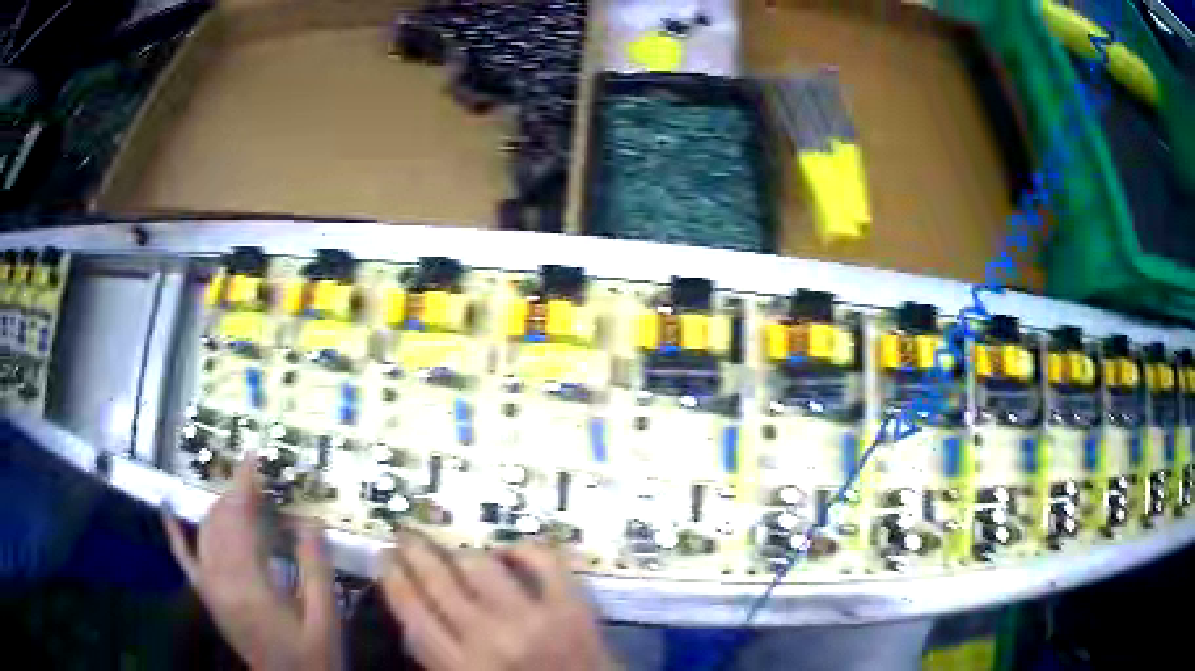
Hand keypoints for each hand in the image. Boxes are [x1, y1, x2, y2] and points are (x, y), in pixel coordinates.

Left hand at [162, 457, 341, 670]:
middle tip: (258, 475)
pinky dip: (175, 533)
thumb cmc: (312, 655)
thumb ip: (316, 568)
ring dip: (219, 505)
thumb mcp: (325, 616)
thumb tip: (309, 518)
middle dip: (235, 491)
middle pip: (220, 520)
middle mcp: (221, 580)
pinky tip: (169, 511)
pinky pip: (184, 558)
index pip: (240, 519)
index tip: (255, 456)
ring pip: (204, 531)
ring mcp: (209, 587)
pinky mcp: (206, 595)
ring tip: (240, 491)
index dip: (246, 484)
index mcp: (250, 585)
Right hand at [380, 534, 618, 670]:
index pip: (412, 609)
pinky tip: (508, 552)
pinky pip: (542, 560)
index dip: (393, 576)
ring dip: (461, 554)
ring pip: (481, 564)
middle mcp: (490, 638)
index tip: (385, 557)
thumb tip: (415, 612)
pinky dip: (522, 549)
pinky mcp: (572, 606)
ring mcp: (533, 619)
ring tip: (453, 553)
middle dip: (415, 551)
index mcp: (460, 666)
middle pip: (439, 579)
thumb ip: (437, 655)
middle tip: (406, 536)